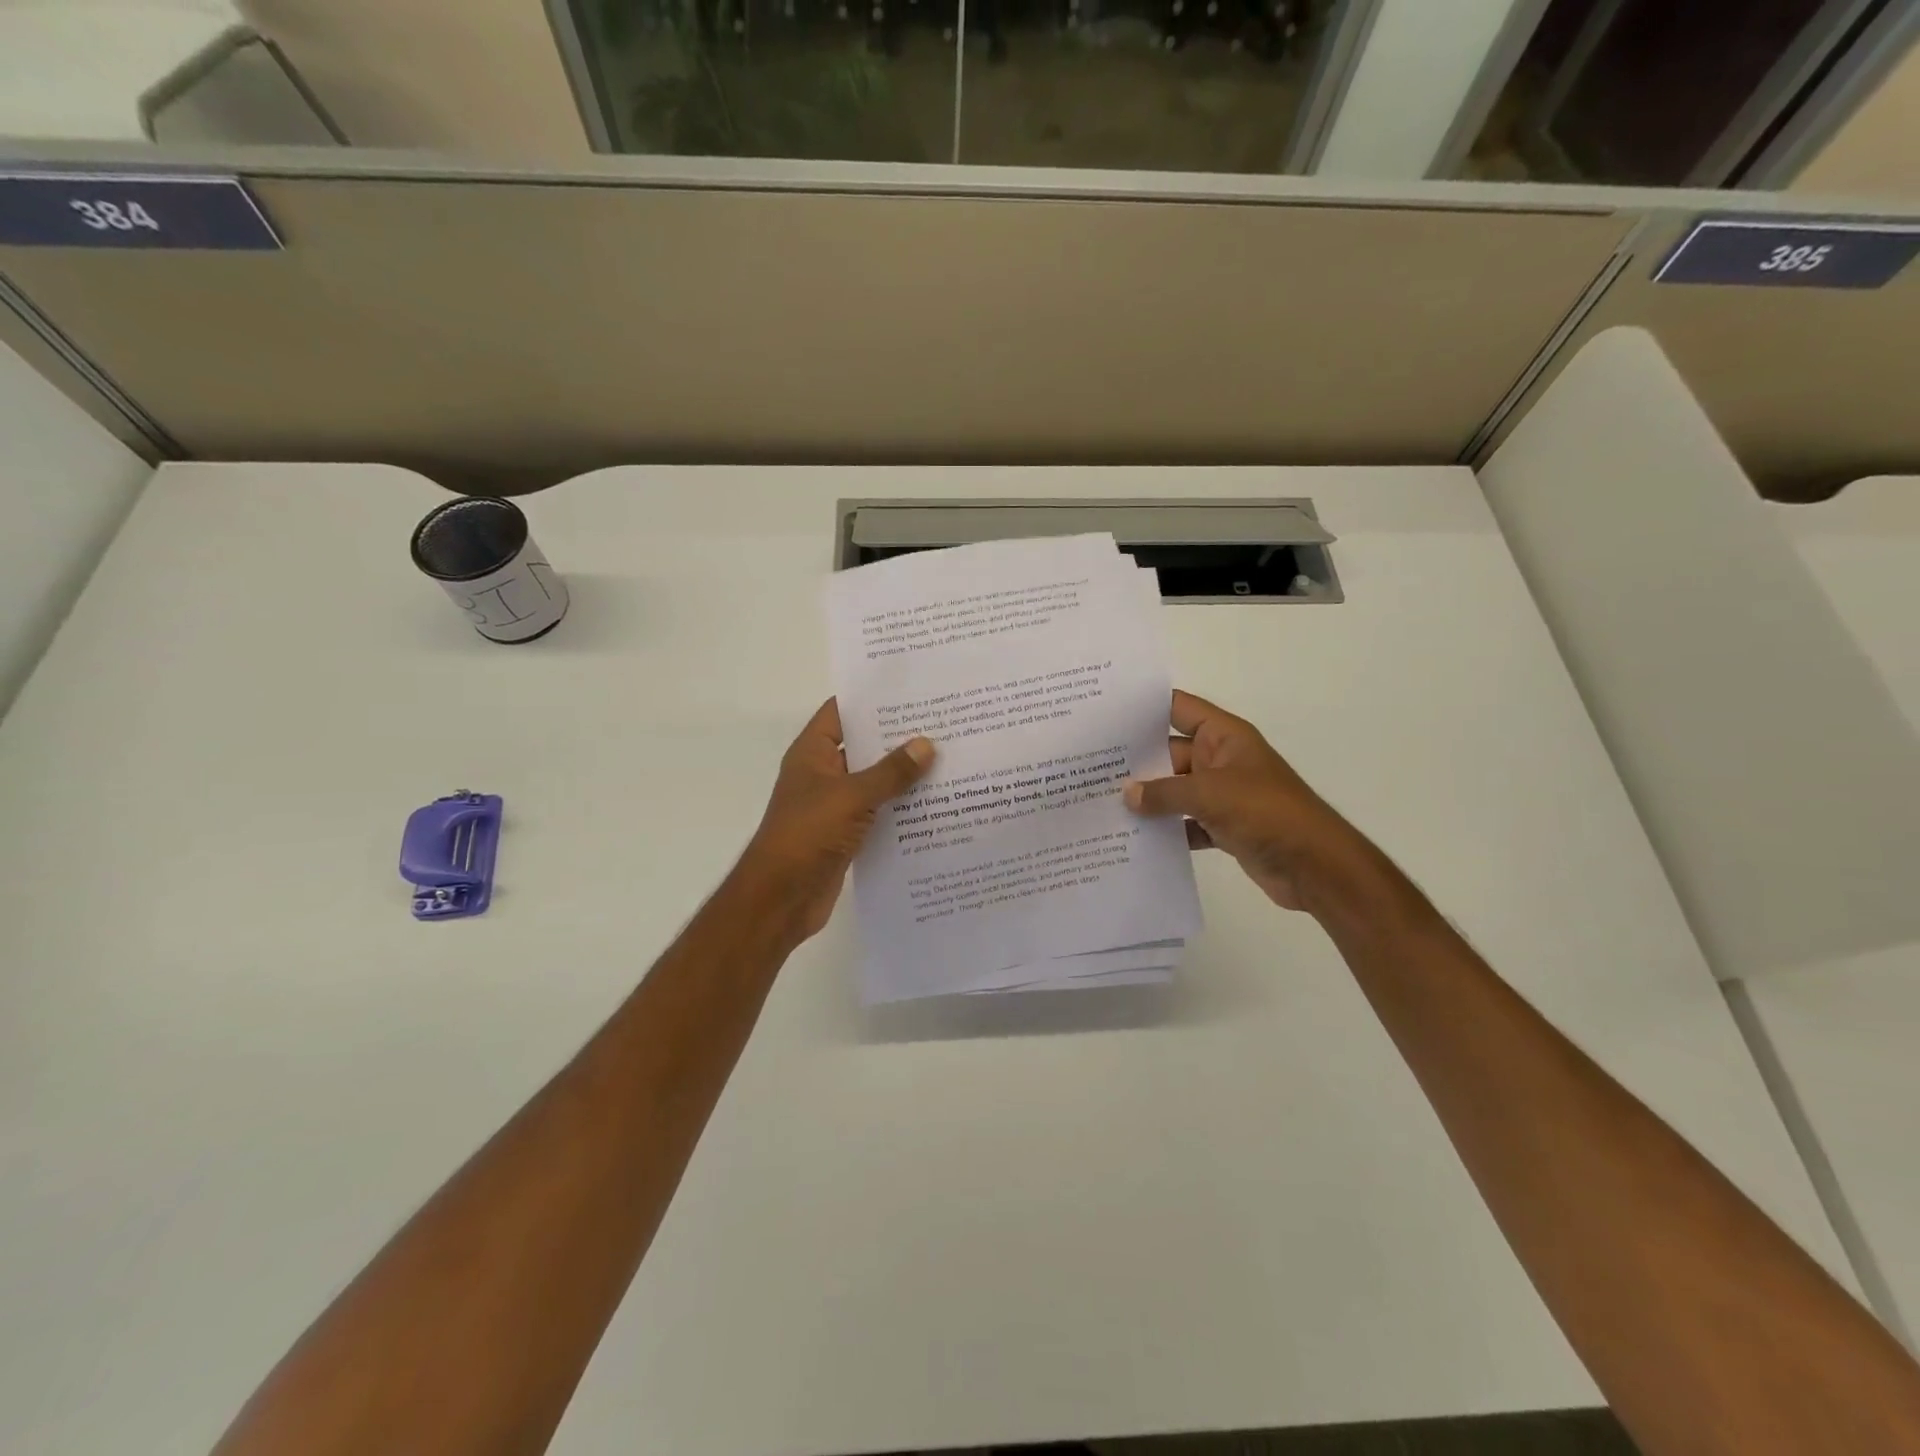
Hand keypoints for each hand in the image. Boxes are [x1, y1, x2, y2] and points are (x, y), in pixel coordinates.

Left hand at [734, 699, 934, 941]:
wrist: (781, 897)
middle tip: (943, 724)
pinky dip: (901, 809)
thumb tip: (926, 744)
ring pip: (874, 782)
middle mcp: (823, 774)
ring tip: (949, 760)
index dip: (871, 699)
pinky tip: (936, 805)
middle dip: (898, 738)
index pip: (841, 712)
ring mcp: (834, 806)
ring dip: (904, 776)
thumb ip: (890, 771)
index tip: (911, 690)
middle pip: (863, 746)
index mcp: (813, 753)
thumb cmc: (808, 834)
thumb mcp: (852, 796)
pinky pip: (878, 813)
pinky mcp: (846, 834)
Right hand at [1124, 689, 1361, 911]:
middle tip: (1089, 765)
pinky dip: (1165, 830)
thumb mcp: (1210, 794)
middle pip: (1169, 752)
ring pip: (1174, 790)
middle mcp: (1221, 760)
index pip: (1178, 708)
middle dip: (1135, 761)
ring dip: (1147, 798)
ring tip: (1101, 802)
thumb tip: (1126, 794)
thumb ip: (1164, 792)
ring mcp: (1222, 795)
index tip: (1105, 711)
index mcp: (1224, 736)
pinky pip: (1185, 823)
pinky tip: (1132, 837)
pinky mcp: (1223, 827)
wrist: (1315, 866)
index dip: (1144, 708)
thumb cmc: (1266, 812)